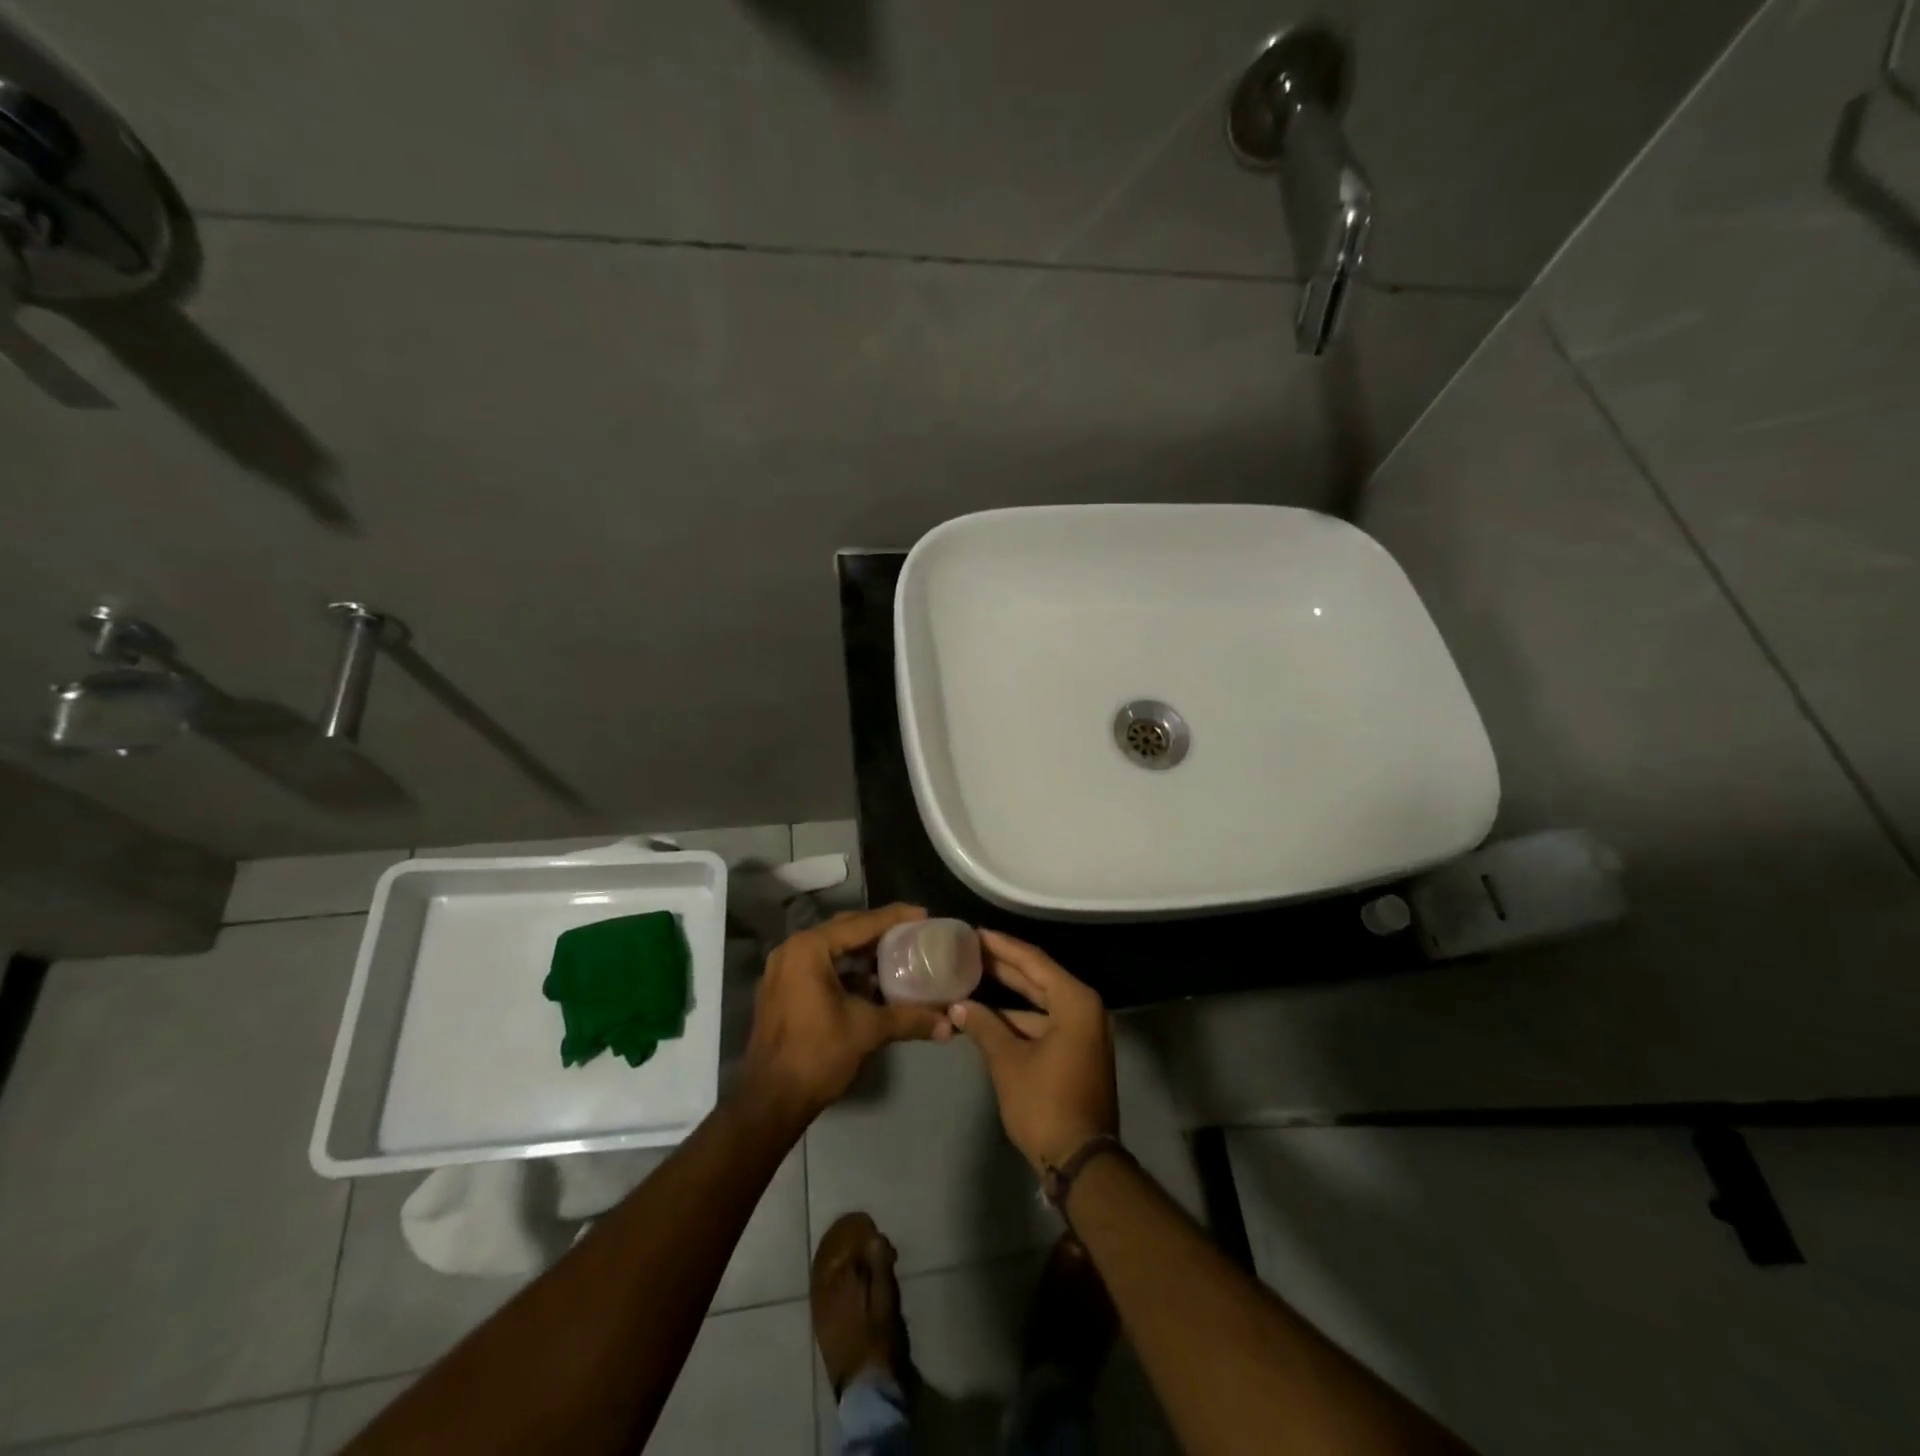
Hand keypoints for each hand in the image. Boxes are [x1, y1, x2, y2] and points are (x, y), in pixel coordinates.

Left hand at [741, 904, 951, 1121]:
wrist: (770, 1101)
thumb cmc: (817, 1054)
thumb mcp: (867, 1030)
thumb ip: (910, 1019)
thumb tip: (950, 1024)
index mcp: (809, 949)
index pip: (860, 923)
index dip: (895, 918)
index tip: (924, 915)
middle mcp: (792, 950)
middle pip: (844, 930)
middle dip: (879, 931)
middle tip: (913, 932)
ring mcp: (783, 971)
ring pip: (831, 950)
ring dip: (863, 952)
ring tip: (898, 954)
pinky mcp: (782, 991)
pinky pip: (820, 967)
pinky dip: (846, 970)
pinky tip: (872, 982)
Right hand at [950, 930, 1117, 1173]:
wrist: (1081, 1162)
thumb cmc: (1045, 1104)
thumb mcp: (1008, 1062)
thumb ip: (984, 1026)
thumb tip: (958, 1005)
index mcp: (1075, 1002)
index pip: (1034, 961)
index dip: (1002, 946)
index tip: (975, 933)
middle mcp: (1085, 1009)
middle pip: (1039, 978)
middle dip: (1003, 966)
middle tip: (969, 950)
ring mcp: (1084, 1032)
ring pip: (1041, 1002)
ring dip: (1008, 996)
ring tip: (972, 980)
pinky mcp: (1077, 1052)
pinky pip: (1045, 1022)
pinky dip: (1019, 1020)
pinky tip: (988, 1018)